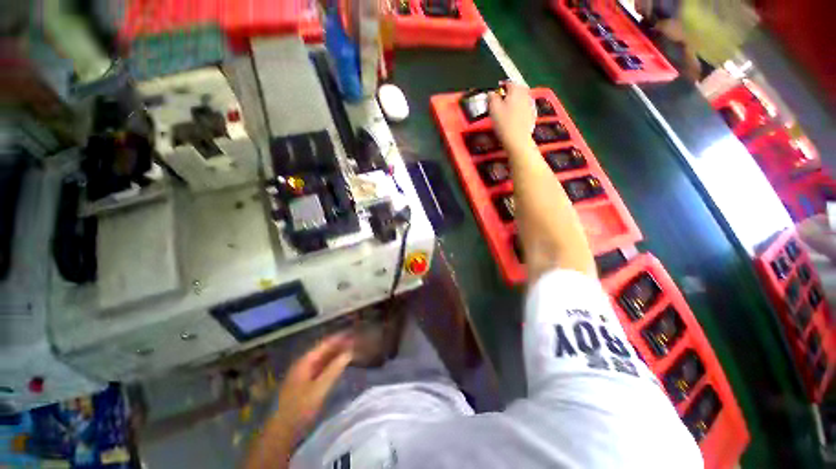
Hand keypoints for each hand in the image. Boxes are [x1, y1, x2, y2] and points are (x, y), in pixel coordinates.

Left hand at [274, 333, 353, 439]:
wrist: (282, 432)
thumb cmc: (300, 408)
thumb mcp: (320, 388)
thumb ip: (334, 369)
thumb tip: (349, 352)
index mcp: (304, 361)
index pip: (324, 344)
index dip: (339, 338)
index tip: (353, 333)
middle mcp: (303, 364)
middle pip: (323, 350)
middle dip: (339, 345)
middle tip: (355, 342)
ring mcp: (303, 374)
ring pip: (323, 359)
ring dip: (336, 354)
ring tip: (351, 350)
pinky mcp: (305, 384)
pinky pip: (321, 368)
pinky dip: (331, 364)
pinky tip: (339, 365)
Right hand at [489, 82, 536, 151]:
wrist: (517, 140)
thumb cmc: (504, 124)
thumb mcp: (494, 110)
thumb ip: (492, 98)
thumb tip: (491, 92)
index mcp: (515, 91)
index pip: (509, 83)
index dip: (501, 86)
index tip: (496, 91)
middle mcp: (525, 95)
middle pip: (518, 88)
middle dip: (511, 91)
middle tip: (503, 98)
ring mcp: (530, 105)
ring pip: (523, 97)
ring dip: (516, 99)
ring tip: (508, 106)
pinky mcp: (532, 114)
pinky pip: (526, 106)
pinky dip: (520, 107)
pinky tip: (515, 115)